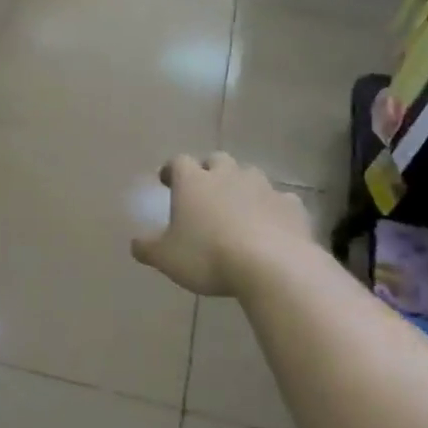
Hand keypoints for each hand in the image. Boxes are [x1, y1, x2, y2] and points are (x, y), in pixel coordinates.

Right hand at [131, 153, 314, 296]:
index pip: (178, 162)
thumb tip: (136, 243)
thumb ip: (147, 248)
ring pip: (249, 175)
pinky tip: (269, 227)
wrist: (272, 266)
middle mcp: (228, 175)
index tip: (167, 182)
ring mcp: (263, 187)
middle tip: (204, 192)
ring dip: (241, 186)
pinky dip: (271, 208)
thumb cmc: (208, 256)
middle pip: (216, 160)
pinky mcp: (291, 205)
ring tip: (237, 209)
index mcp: (193, 182)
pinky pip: (279, 200)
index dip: (171, 170)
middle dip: (209, 172)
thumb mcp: (166, 258)